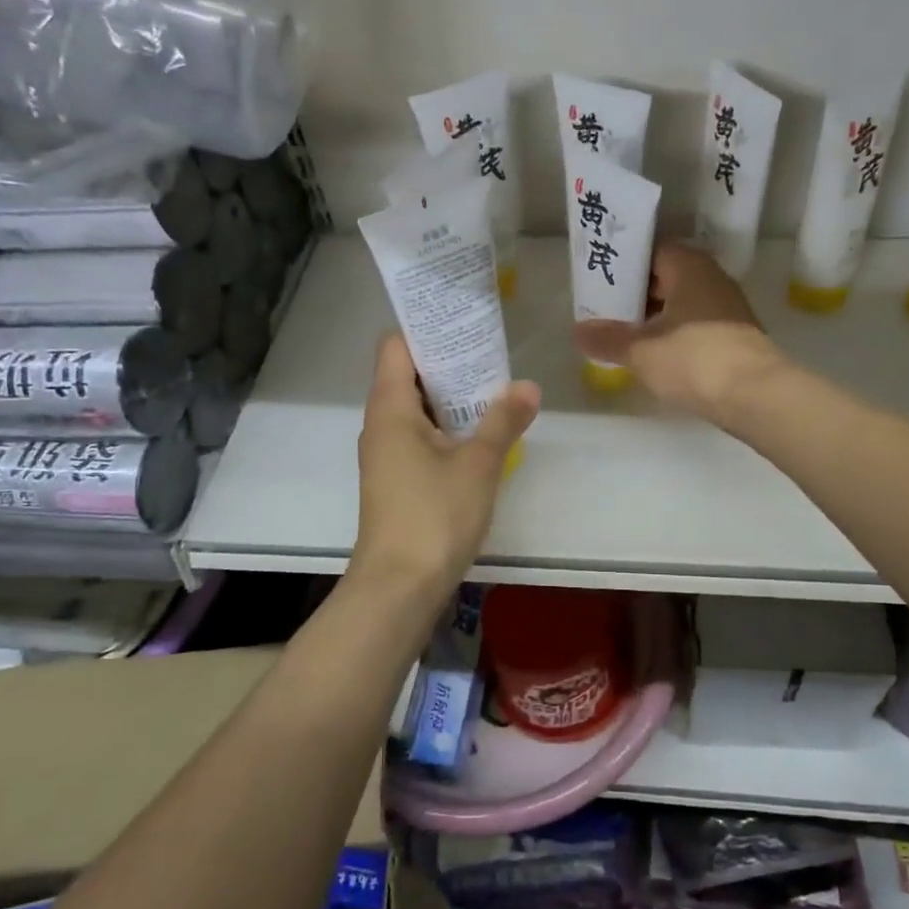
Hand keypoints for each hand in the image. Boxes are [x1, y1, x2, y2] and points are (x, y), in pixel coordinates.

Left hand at [352, 333, 539, 613]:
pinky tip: (479, 434)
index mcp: (390, 408)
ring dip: (450, 397)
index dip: (425, 329)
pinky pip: (419, 435)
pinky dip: (445, 426)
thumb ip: (503, 420)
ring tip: (493, 388)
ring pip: (416, 408)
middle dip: (447, 362)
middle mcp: (380, 424)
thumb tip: (528, 386)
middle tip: (491, 354)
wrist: (399, 586)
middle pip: (407, 374)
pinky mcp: (396, 479)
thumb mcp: (478, 464)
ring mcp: (385, 453)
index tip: (463, 323)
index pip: (395, 345)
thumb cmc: (434, 515)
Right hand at [575, 243, 784, 427]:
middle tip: (604, 310)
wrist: (756, 396)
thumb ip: (608, 339)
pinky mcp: (736, 336)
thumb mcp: (641, 351)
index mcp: (689, 267)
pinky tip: (656, 355)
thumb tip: (578, 331)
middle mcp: (712, 278)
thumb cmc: (694, 359)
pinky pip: (696, 325)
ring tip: (624, 335)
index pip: (651, 251)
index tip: (598, 280)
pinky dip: (675, 334)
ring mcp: (728, 308)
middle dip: (636, 293)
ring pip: (682, 303)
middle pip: (666, 277)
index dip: (624, 265)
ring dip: (655, 316)